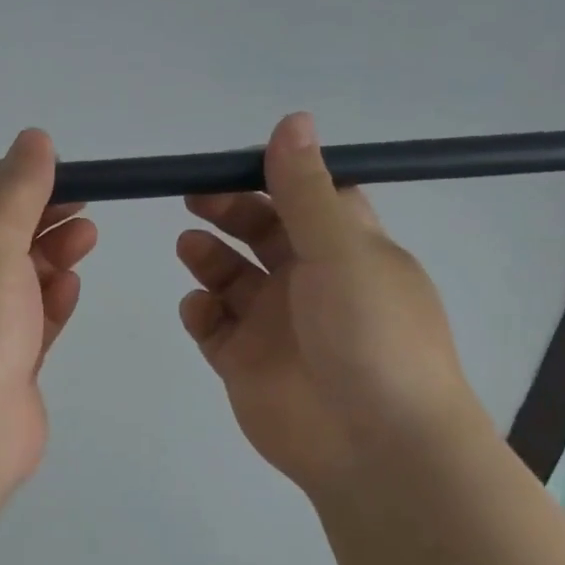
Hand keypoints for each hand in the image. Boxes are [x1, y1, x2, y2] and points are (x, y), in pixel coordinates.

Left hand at [0, 128, 97, 498]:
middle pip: (1, 239)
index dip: (19, 184)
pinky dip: (51, 302)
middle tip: (85, 208)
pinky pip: (29, 322)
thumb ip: (17, 187)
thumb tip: (34, 139)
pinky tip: (71, 286)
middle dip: (43, 220)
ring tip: (88, 238)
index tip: (65, 175)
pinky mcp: (1, 365)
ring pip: (19, 280)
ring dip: (52, 256)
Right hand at [176, 112, 481, 495]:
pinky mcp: (243, 362)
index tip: (233, 164)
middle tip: (194, 198)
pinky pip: (212, 325)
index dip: (273, 177)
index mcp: (347, 250)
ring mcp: (274, 324)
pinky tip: (200, 309)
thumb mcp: (341, 251)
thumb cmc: (369, 335)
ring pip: (230, 278)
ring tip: (191, 248)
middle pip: (261, 232)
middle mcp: (310, 282)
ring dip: (208, 257)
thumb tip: (293, 120)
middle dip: (228, 211)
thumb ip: (305, 191)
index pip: (308, 199)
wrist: (373, 445)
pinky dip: (200, 311)